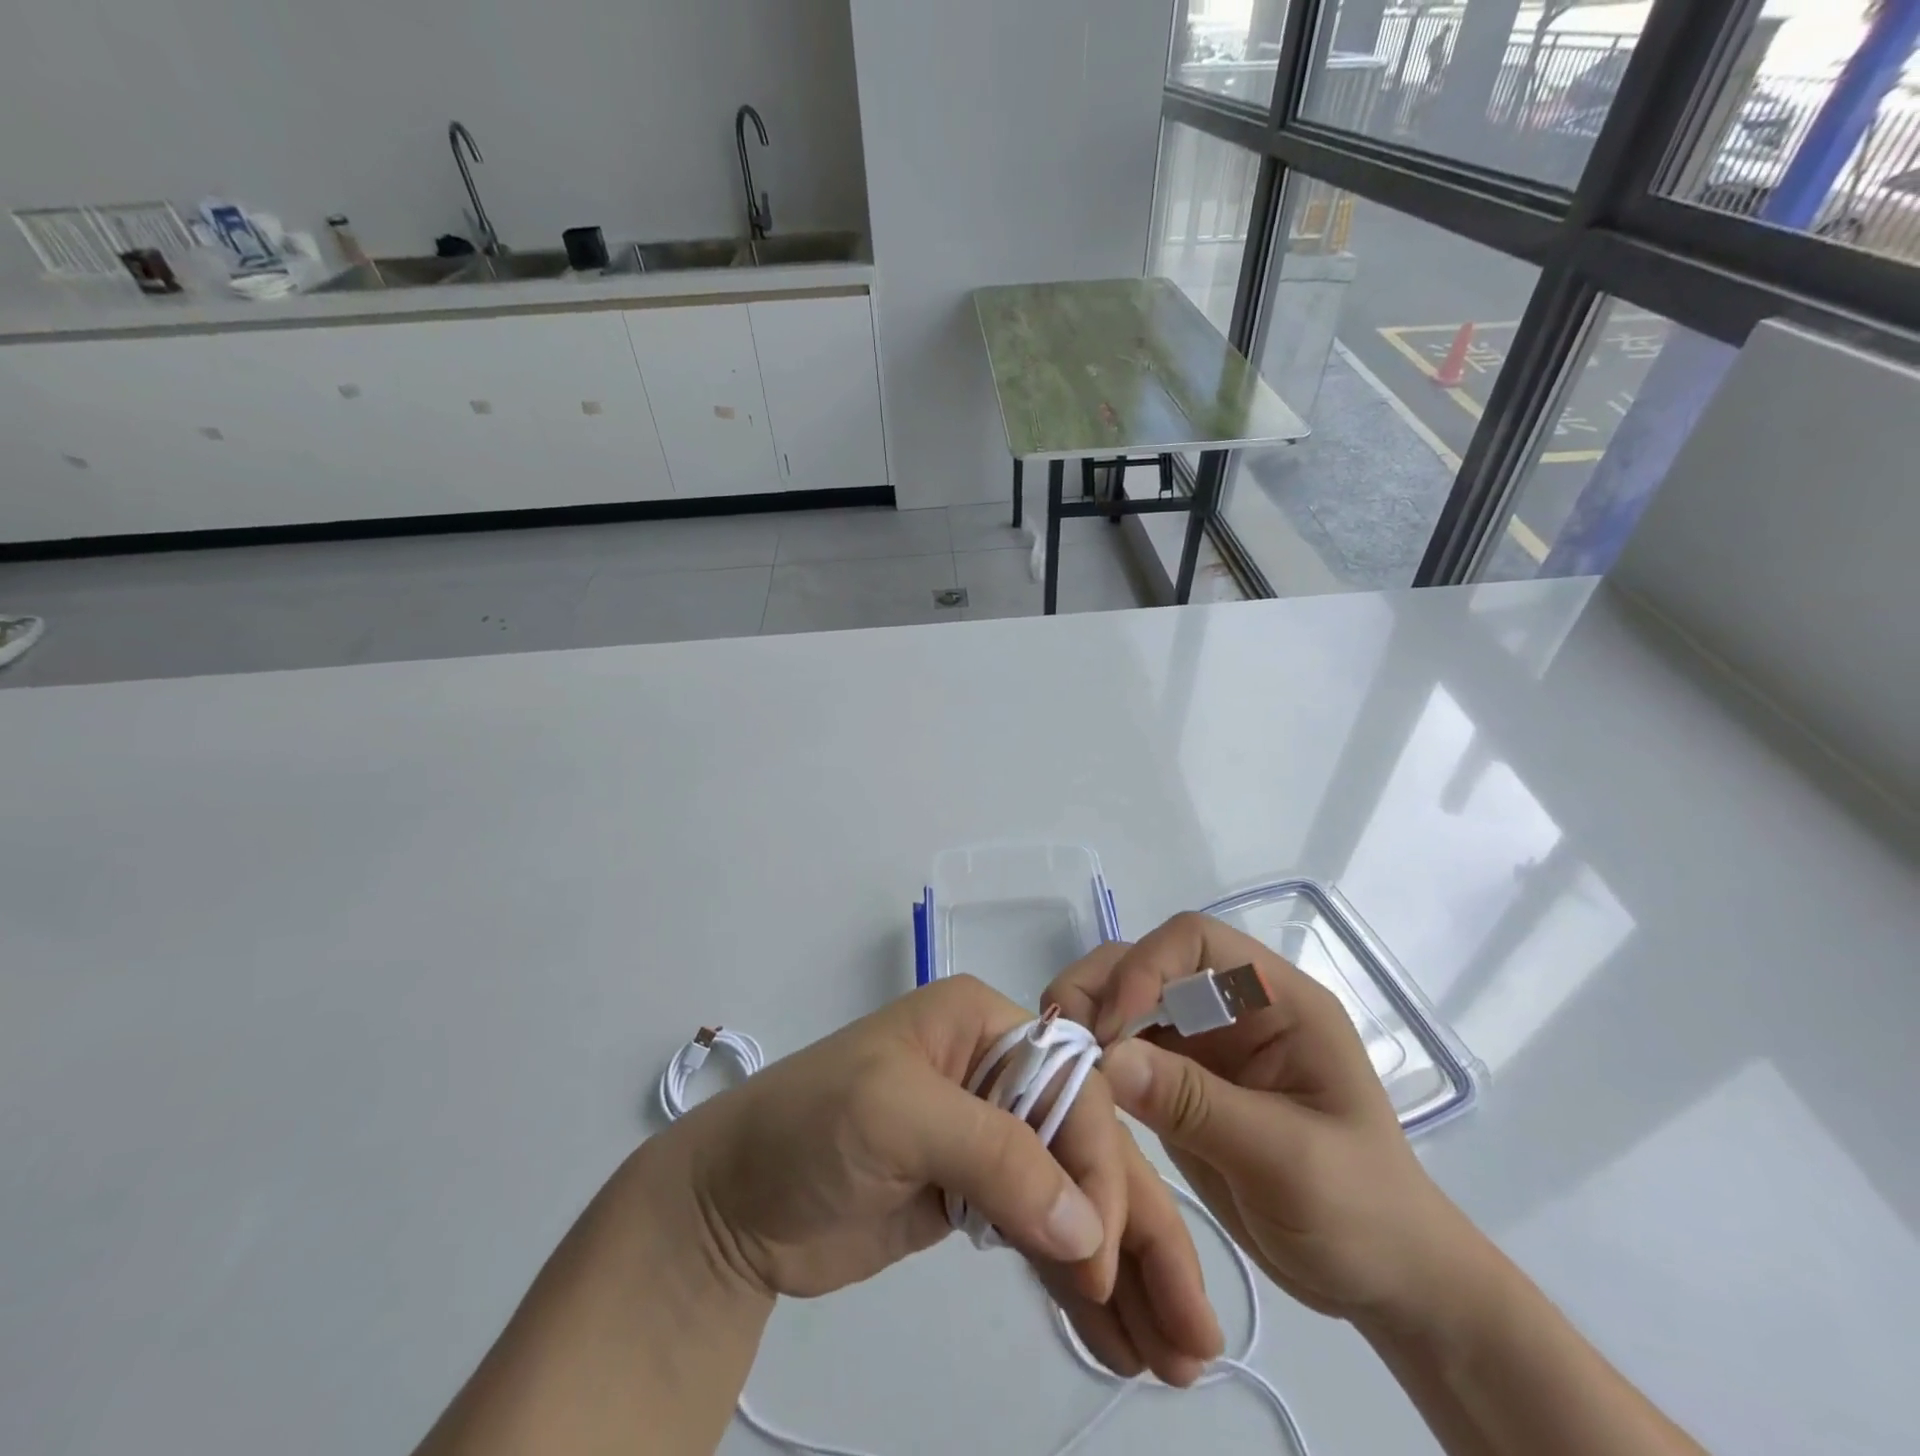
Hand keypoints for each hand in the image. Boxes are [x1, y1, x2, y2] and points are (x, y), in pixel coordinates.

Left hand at [648, 973, 1223, 1383]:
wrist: (730, 1202)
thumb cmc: (808, 1126)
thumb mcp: (895, 1116)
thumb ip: (994, 1155)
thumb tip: (1086, 1227)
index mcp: (983, 1025)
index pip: (1071, 1086)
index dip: (1098, 1165)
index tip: (1099, 1253)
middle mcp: (997, 1072)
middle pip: (1086, 1147)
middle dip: (1138, 1233)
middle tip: (1194, 1333)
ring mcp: (988, 1139)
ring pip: (1074, 1199)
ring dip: (1123, 1272)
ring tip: (1175, 1356)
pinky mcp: (974, 1198)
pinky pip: (1042, 1236)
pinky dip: (1080, 1285)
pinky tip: (1119, 1338)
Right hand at [1044, 914, 1486, 1328]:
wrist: (1381, 1285)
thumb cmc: (1361, 1215)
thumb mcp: (1287, 1161)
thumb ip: (1196, 1103)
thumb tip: (1107, 1057)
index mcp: (1275, 1000)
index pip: (1196, 941)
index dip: (1147, 965)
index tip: (1112, 1025)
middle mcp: (1232, 1007)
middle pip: (1148, 962)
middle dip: (1102, 989)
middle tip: (1064, 1040)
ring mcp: (1203, 1044)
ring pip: (1125, 1001)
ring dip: (1088, 1020)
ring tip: (1059, 1062)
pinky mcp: (1178, 1082)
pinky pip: (1123, 1052)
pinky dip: (1093, 1062)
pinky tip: (1074, 1089)